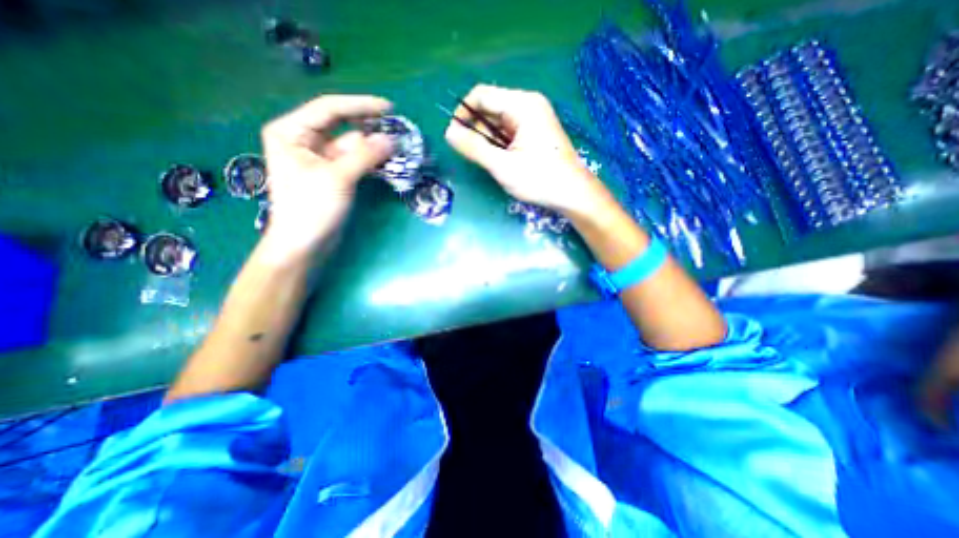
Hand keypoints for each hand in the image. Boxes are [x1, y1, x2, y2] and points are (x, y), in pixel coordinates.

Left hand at [261, 95, 395, 259]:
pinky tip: (388, 161)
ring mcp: (320, 159)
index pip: (330, 109)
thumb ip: (366, 155)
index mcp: (293, 131)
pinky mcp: (333, 176)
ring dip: (374, 147)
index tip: (389, 108)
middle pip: (342, 127)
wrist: (305, 244)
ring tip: (399, 149)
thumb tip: (392, 140)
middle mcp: (304, 140)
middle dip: (370, 129)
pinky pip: (355, 161)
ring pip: (352, 146)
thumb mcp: (338, 177)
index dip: (361, 106)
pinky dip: (371, 161)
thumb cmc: (311, 208)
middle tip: (398, 132)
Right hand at [445, 84, 614, 218]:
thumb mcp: (502, 165)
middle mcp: (529, 104)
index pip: (482, 95)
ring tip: (491, 162)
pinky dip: (500, 144)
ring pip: (499, 122)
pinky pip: (510, 131)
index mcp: (522, 104)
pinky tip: (502, 160)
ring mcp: (535, 118)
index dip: (463, 113)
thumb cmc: (539, 179)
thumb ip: (474, 148)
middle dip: (477, 129)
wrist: (573, 194)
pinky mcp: (536, 132)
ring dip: (489, 140)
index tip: (455, 136)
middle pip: (491, 107)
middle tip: (474, 155)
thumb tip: (449, 133)